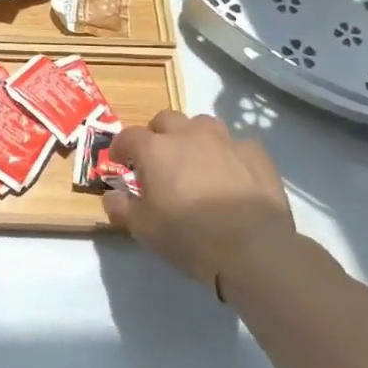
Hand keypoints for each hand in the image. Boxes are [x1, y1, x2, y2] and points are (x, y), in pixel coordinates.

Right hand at [103, 112, 297, 297]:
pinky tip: (233, 174)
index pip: (128, 136)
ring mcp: (225, 141)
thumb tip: (111, 196)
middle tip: (159, 159)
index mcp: (155, 149)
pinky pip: (237, 144)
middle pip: (166, 119)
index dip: (121, 148)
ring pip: (203, 124)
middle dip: (158, 134)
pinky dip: (230, 154)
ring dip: (194, 137)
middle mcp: (188, 135)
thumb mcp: (143, 229)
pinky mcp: (256, 154)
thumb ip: (121, 207)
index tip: (121, 163)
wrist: (252, 248)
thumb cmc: (188, 236)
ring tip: (196, 161)